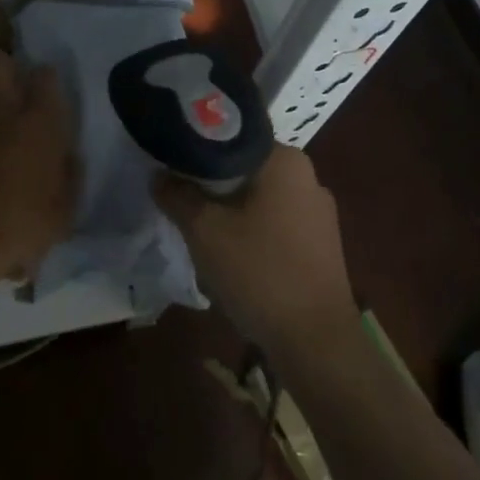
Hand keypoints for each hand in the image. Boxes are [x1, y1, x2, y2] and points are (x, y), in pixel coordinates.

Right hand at [154, 144, 356, 355]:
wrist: (316, 343)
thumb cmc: (259, 272)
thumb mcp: (204, 230)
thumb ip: (177, 194)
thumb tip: (159, 175)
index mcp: (285, 160)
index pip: (231, 136)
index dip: (196, 148)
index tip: (169, 164)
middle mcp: (308, 177)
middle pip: (244, 168)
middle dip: (210, 184)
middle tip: (178, 199)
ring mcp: (318, 213)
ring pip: (258, 198)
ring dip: (228, 210)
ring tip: (199, 231)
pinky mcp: (320, 245)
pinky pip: (274, 223)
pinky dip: (249, 231)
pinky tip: (230, 256)